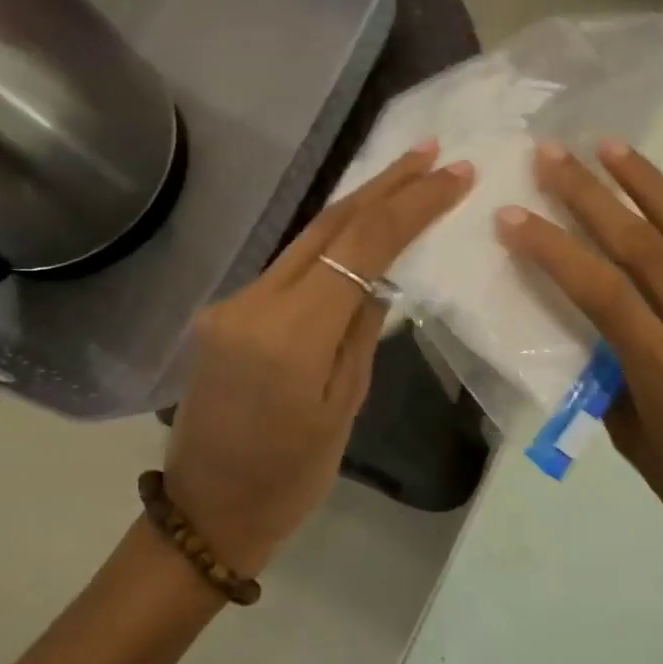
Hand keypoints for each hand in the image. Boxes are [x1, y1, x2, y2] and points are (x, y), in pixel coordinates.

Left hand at [164, 141, 473, 576]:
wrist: (207, 512)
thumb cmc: (291, 477)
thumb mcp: (345, 405)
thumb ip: (362, 329)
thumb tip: (382, 275)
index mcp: (291, 333)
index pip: (362, 245)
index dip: (412, 204)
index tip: (454, 175)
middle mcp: (254, 302)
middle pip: (328, 225)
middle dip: (384, 184)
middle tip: (430, 152)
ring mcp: (233, 303)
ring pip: (306, 240)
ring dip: (358, 206)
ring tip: (404, 177)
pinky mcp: (226, 311)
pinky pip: (289, 266)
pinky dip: (330, 242)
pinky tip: (359, 229)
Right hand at [497, 135, 662, 627]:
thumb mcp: (641, 455)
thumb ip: (613, 388)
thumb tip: (591, 336)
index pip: (601, 295)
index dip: (553, 250)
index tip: (514, 215)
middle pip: (644, 251)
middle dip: (592, 198)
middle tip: (554, 156)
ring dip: (654, 186)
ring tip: (615, 146)